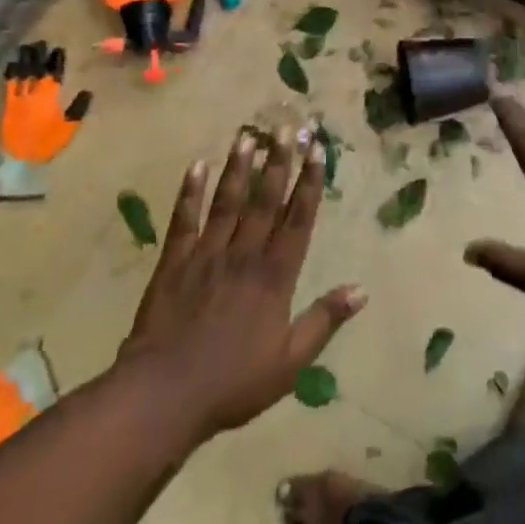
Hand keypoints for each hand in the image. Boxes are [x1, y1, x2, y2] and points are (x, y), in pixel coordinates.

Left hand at [0, 43, 91, 163]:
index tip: (58, 49)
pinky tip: (11, 64)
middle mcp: (33, 92)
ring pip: (21, 73)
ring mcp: (18, 97)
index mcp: (50, 96)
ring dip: (23, 60)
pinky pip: (8, 84)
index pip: (54, 73)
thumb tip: (87, 91)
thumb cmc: (48, 143)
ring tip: (26, 48)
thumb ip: (78, 108)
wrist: (20, 157)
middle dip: (38, 55)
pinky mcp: (7, 104)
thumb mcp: (69, 127)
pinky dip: (10, 73)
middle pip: (35, 69)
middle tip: (40, 43)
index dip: (56, 60)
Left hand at [117, 126, 363, 440]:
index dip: (309, 184)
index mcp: (274, 277)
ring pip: (227, 202)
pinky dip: (190, 192)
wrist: (163, 395)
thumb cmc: (233, 382)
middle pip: (264, 201)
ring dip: (239, 168)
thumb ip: (324, 321)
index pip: (297, 220)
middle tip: (287, 128)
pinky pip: (184, 220)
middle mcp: (243, 255)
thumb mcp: (290, 362)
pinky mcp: (174, 263)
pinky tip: (197, 166)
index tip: (317, 151)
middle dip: (278, 163)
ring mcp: (206, 255)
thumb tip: (361, 289)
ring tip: (248, 136)